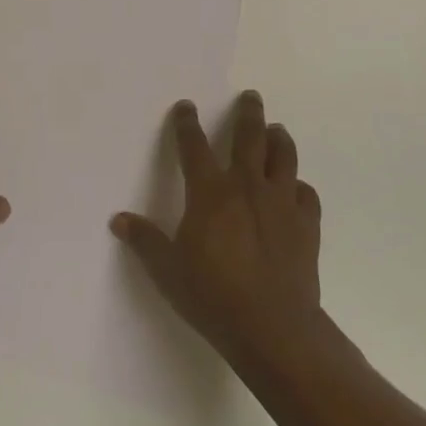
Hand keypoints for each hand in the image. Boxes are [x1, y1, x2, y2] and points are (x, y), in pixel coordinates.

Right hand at [112, 89, 322, 368]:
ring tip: (277, 129)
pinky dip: (300, 187)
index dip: (187, 123)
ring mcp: (281, 203)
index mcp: (210, 191)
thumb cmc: (214, 296)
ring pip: (284, 157)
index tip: (187, 106)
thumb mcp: (168, 271)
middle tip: (251, 96)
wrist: (274, 329)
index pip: (194, 145)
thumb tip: (118, 219)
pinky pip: (306, 195)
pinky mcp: (306, 225)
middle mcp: (247, 186)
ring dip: (279, 139)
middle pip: (249, 136)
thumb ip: (145, 241)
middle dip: (248, 113)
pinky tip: (297, 189)